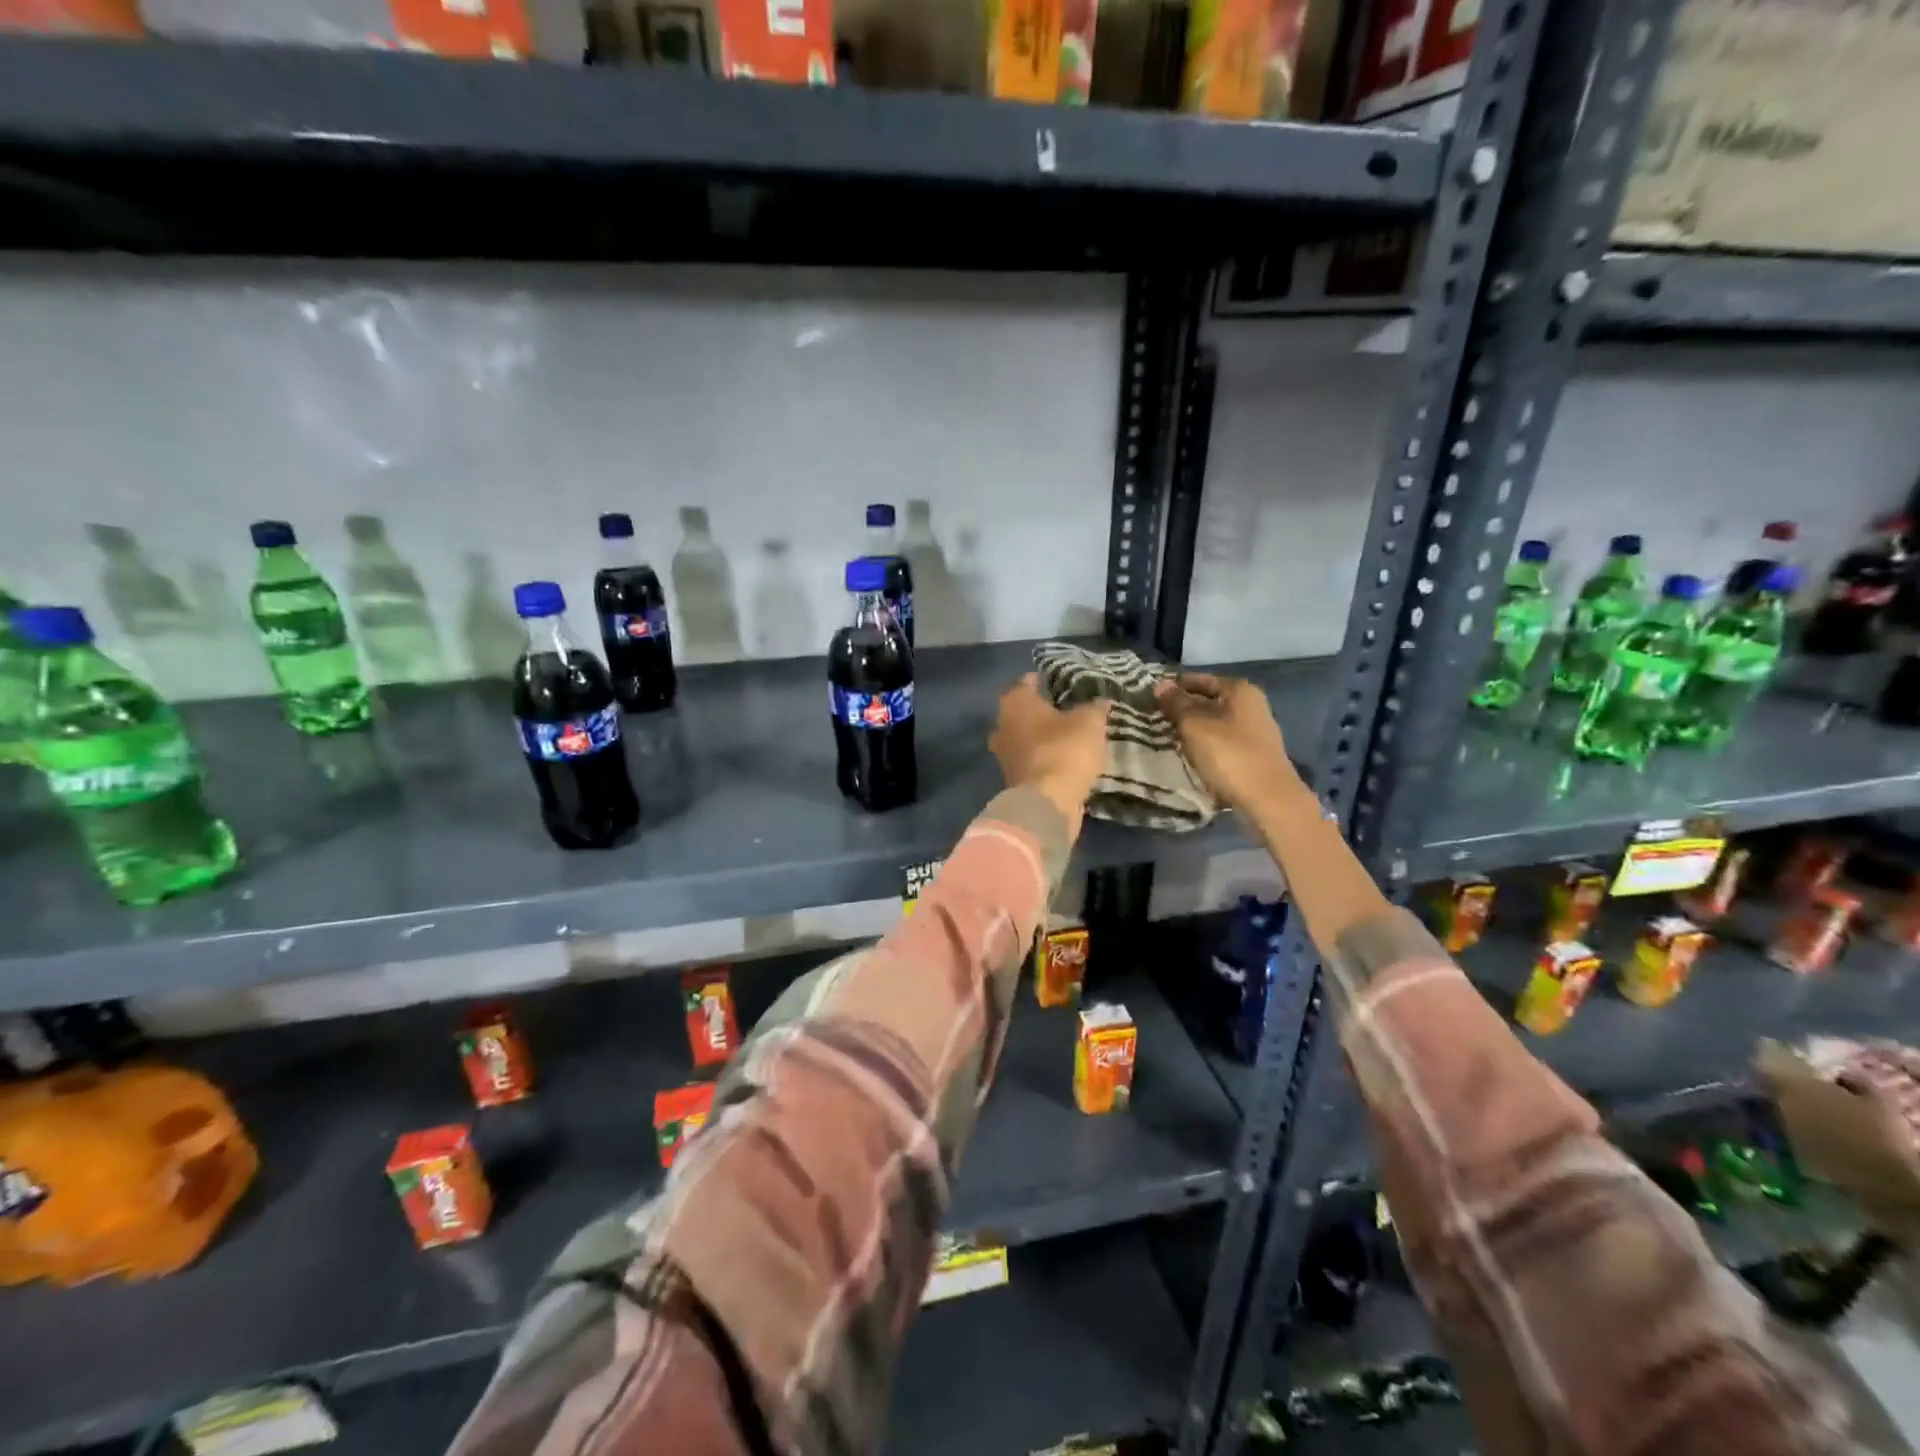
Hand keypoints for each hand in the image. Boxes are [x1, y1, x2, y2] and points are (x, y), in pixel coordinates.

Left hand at [989, 674, 1109, 830]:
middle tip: (1065, 708)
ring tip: (1066, 735)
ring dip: (1041, 736)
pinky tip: (1061, 758)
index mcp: (1015, 702)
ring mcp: (1003, 754)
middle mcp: (1001, 724)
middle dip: (1040, 710)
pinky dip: (1042, 757)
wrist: (1048, 801)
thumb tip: (1102, 701)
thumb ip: (1095, 708)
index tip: (1059, 681)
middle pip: (1022, 711)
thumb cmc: (1065, 749)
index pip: (1027, 682)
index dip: (1044, 680)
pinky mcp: (1011, 778)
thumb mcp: (1089, 722)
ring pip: (1023, 737)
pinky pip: (1029, 759)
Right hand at [1154, 674, 1300, 813]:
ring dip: (1193, 729)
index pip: (1200, 679)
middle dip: (1183, 708)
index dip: (1176, 686)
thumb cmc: (1229, 755)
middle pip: (1209, 700)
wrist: (1268, 800)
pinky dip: (1205, 744)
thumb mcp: (1194, 725)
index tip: (1152, 696)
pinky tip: (1189, 755)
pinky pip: (1222, 742)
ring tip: (1167, 737)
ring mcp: (1255, 731)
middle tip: (1155, 717)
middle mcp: (1251, 705)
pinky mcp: (1253, 754)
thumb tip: (1161, 685)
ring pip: (1215, 723)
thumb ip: (1176, 704)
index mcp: (1240, 690)